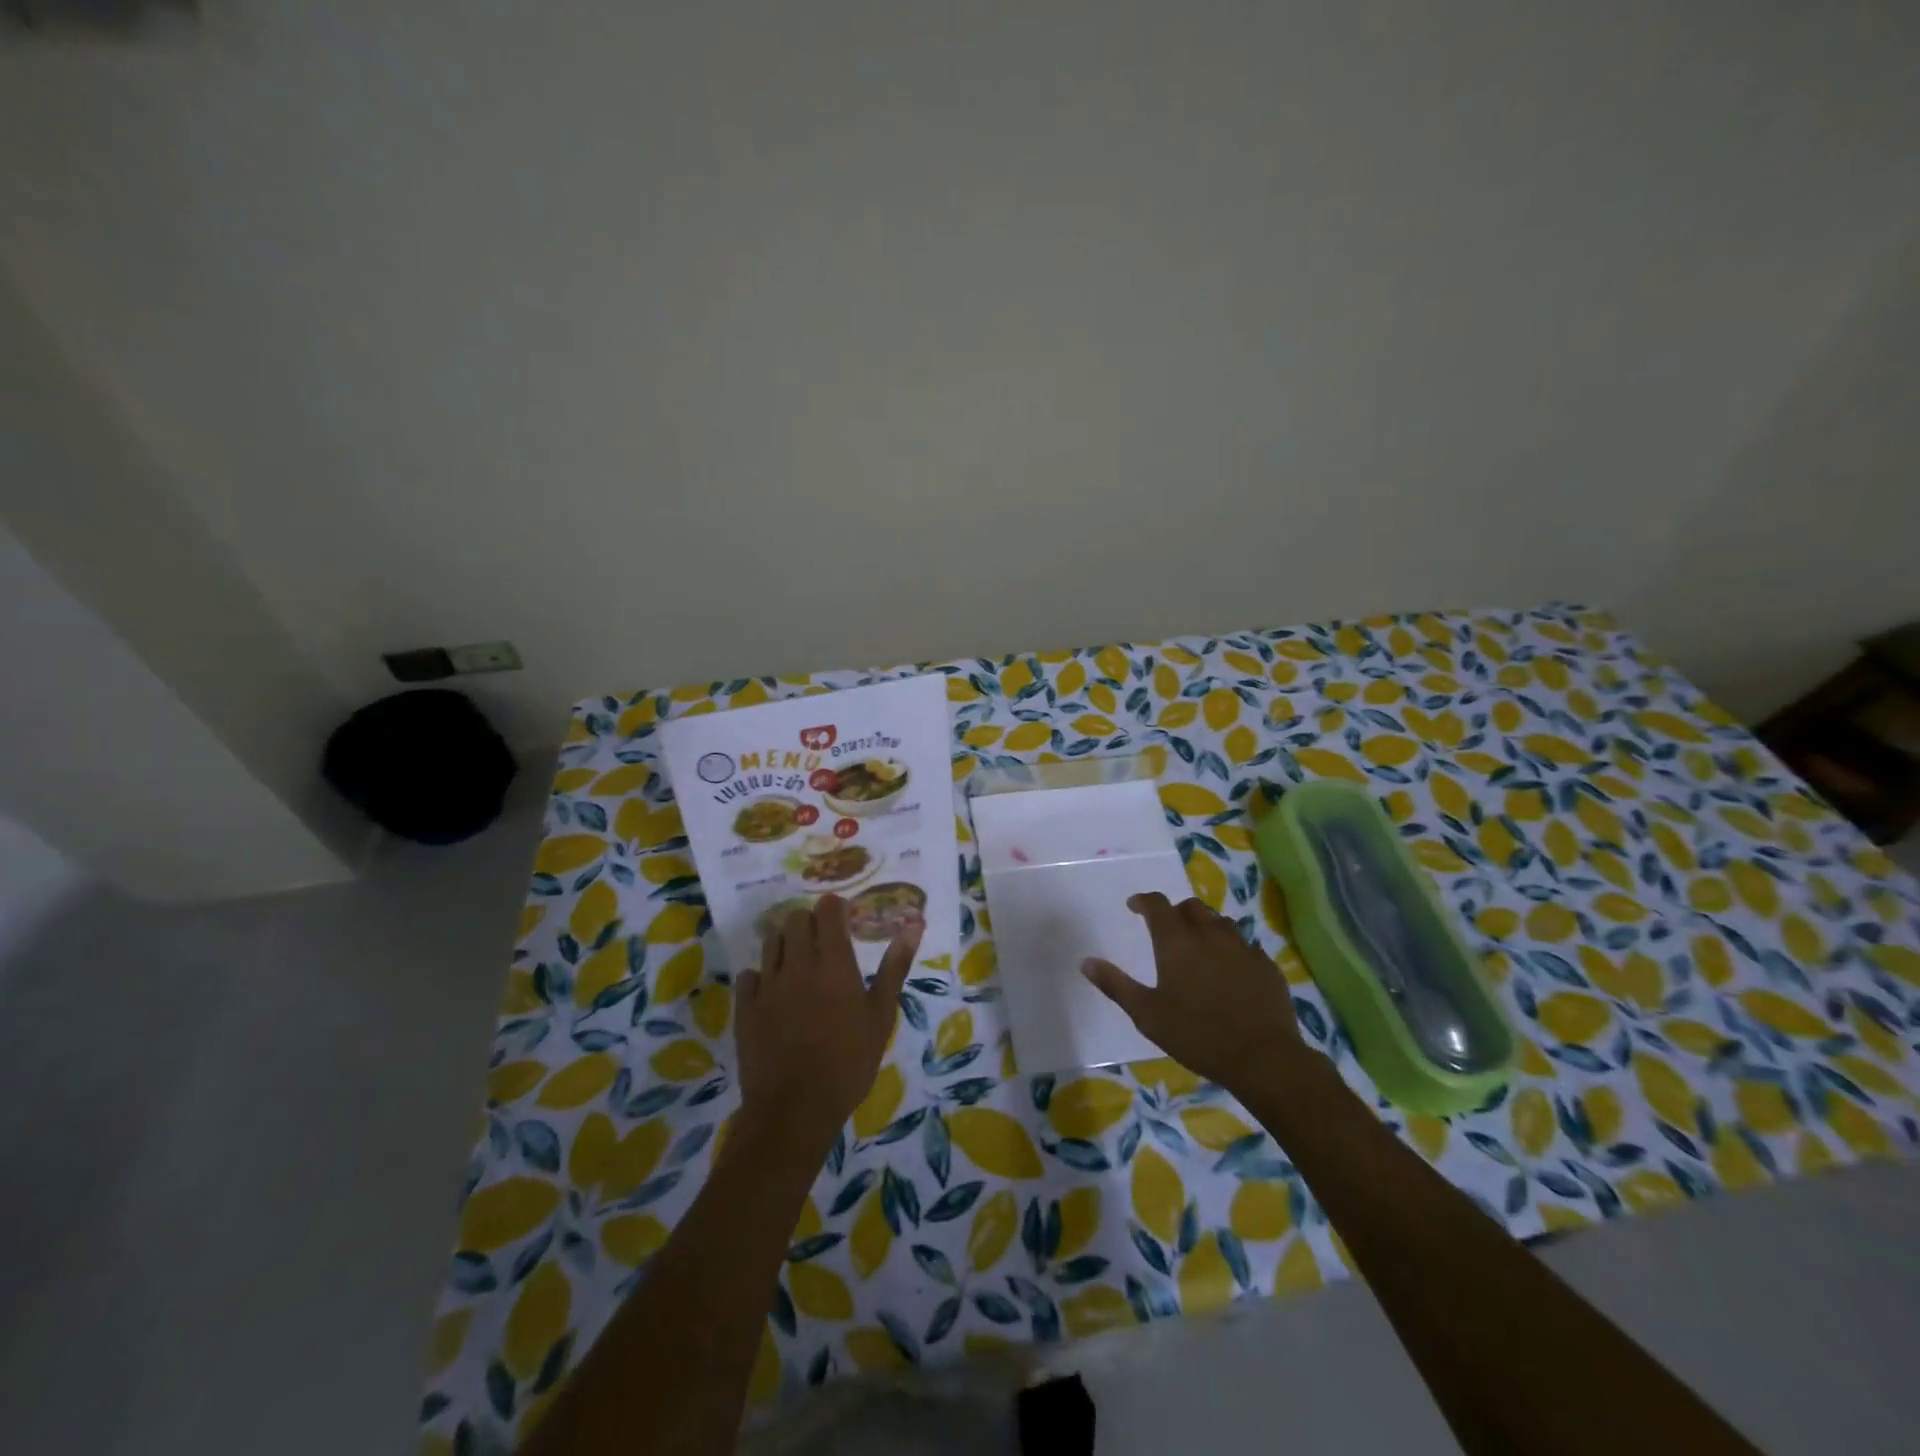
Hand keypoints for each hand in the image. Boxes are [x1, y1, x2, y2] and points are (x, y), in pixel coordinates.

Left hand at [735, 896, 918, 1152]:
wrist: (795, 1109)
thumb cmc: (849, 1062)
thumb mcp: (881, 1015)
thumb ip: (896, 965)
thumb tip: (914, 923)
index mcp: (834, 963)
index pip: (827, 912)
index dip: (834, 908)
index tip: (843, 915)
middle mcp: (798, 964)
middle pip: (796, 919)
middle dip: (810, 922)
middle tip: (824, 941)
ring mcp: (767, 984)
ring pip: (771, 941)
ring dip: (786, 943)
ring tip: (799, 963)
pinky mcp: (745, 1006)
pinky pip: (749, 975)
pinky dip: (762, 975)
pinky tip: (773, 992)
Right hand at [1081, 892, 1302, 1093]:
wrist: (1263, 1058)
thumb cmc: (1197, 1035)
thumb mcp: (1147, 1015)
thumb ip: (1116, 985)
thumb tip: (1086, 962)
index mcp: (1177, 941)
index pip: (1157, 904)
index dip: (1144, 901)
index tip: (1134, 907)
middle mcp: (1210, 934)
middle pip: (1191, 907)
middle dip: (1175, 912)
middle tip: (1166, 929)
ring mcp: (1242, 947)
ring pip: (1220, 922)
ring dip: (1205, 926)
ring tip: (1198, 947)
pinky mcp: (1265, 965)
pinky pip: (1244, 944)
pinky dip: (1230, 948)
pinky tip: (1229, 971)